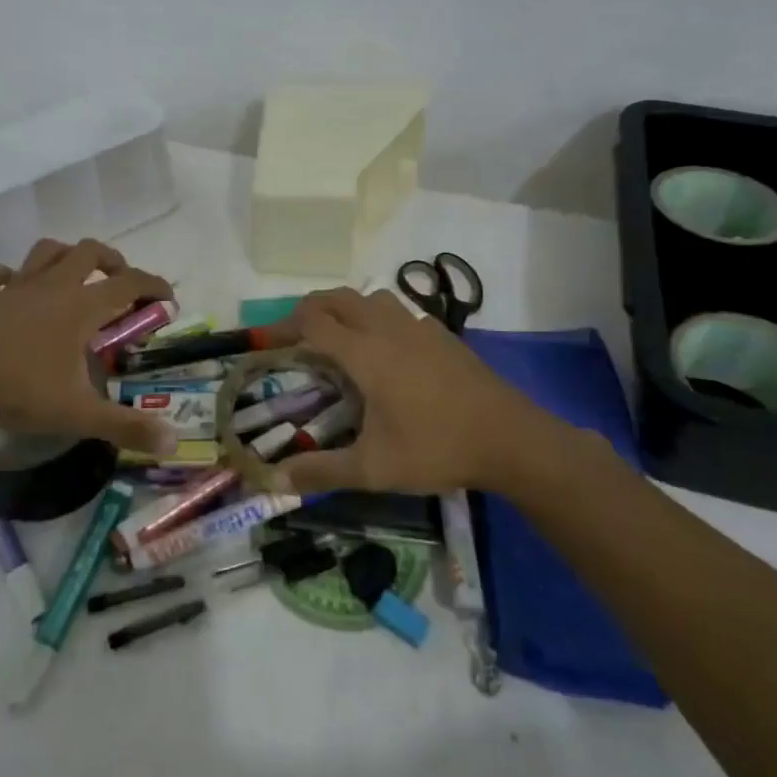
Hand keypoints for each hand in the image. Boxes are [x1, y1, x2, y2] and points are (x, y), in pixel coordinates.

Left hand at [0, 238, 177, 455]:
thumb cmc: (20, 391)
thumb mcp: (79, 414)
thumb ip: (126, 427)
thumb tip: (173, 443)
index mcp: (80, 308)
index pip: (128, 284)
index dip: (153, 286)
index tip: (168, 298)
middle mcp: (51, 288)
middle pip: (88, 252)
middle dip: (111, 260)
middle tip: (120, 282)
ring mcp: (14, 288)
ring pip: (45, 252)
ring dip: (64, 255)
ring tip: (73, 273)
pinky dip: (7, 276)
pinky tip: (11, 287)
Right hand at [263, 287, 567, 493]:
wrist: (511, 439)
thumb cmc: (436, 448)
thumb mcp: (374, 468)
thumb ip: (323, 471)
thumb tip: (276, 479)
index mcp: (365, 354)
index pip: (312, 322)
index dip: (283, 327)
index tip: (266, 343)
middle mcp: (386, 329)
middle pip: (337, 298)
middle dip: (309, 309)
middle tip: (294, 336)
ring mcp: (417, 326)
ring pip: (370, 297)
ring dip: (345, 307)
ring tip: (337, 336)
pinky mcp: (441, 333)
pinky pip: (398, 310)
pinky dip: (377, 316)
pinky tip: (385, 348)